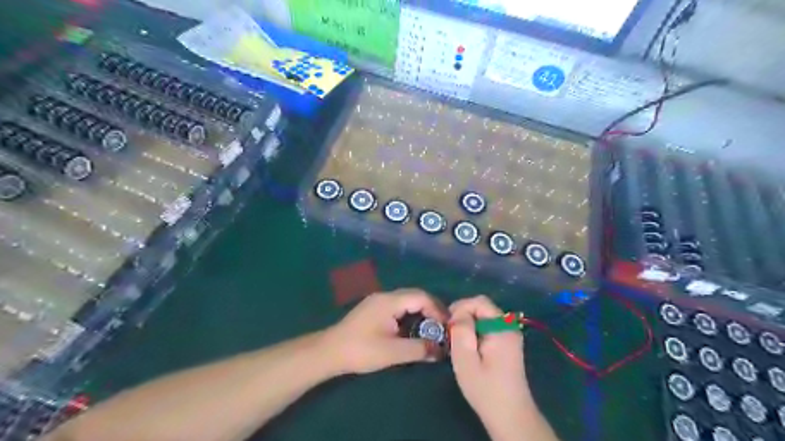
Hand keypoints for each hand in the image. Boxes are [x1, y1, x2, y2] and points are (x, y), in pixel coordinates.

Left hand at [323, 290, 446, 375]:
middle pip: (414, 296)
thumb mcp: (393, 352)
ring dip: (420, 312)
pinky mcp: (373, 309)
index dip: (437, 309)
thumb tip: (441, 350)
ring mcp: (377, 301)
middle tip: (442, 327)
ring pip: (406, 301)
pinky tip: (412, 329)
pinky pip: (397, 307)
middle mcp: (385, 296)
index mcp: (390, 301)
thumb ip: (419, 349)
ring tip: (430, 329)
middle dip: (431, 310)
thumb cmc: (361, 350)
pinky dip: (410, 315)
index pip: (421, 296)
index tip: (447, 326)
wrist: (329, 352)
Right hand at [447, 296, 532, 437]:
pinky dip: (474, 331)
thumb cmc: (485, 389)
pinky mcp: (507, 343)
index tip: (447, 325)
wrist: (510, 415)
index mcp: (502, 328)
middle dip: (463, 315)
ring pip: (483, 317)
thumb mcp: (466, 360)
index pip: (479, 301)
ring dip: (468, 324)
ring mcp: (509, 334)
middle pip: (482, 307)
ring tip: (456, 342)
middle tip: (450, 334)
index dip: (460, 307)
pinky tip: (468, 347)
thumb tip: (458, 313)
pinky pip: (487, 326)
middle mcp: (509, 326)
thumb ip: (461, 331)